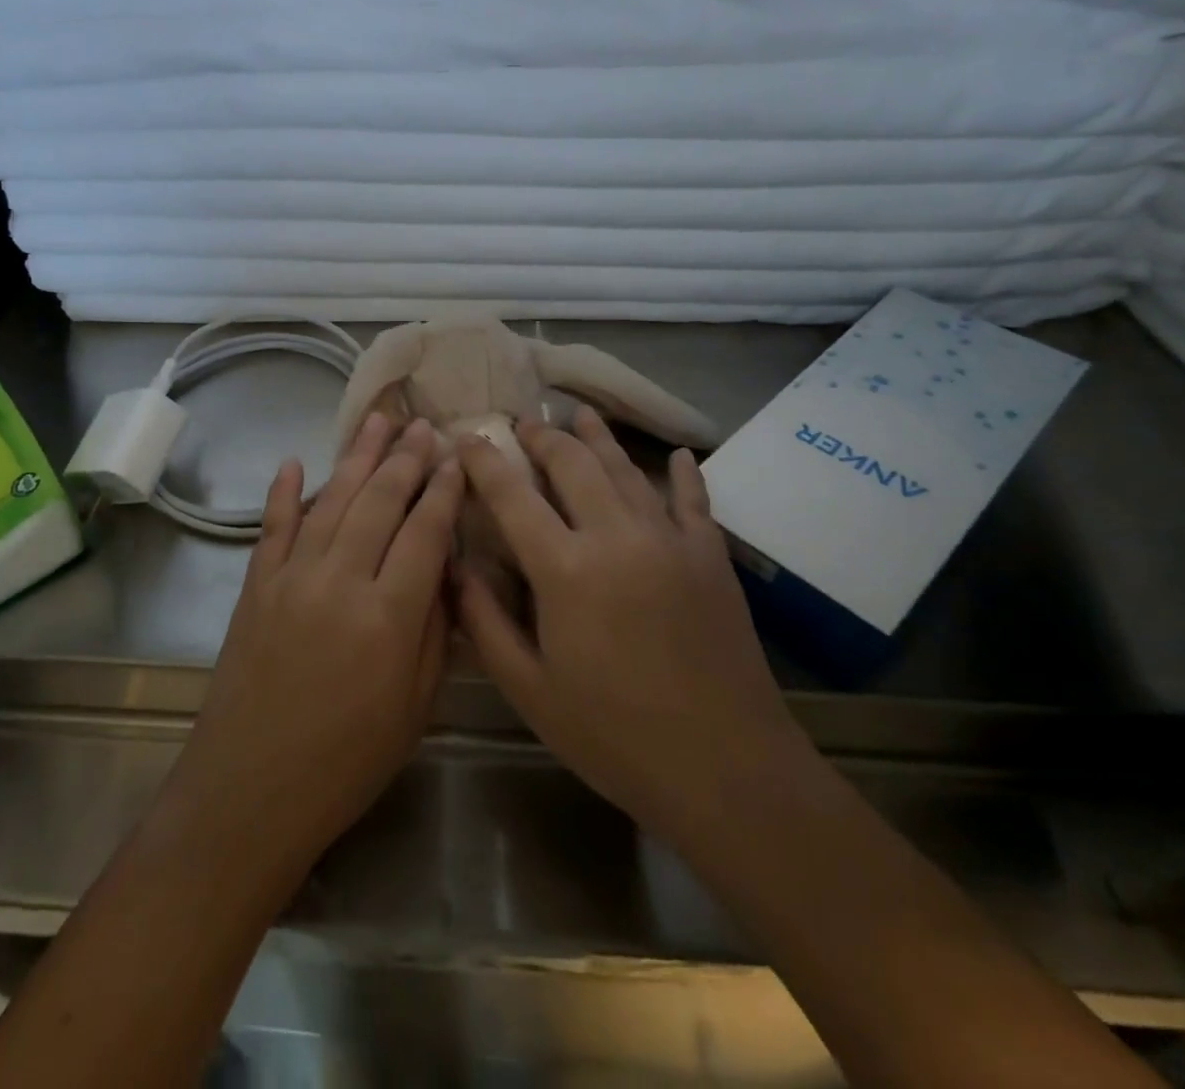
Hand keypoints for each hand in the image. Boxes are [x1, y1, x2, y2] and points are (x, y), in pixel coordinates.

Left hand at [166, 414, 461, 873]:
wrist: (249, 790)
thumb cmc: (346, 763)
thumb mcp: (414, 708)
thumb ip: (433, 631)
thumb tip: (443, 569)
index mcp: (388, 616)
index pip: (424, 532)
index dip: (444, 490)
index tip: (458, 456)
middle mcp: (339, 581)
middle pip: (379, 502)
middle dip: (405, 459)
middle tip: (423, 424)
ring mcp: (291, 578)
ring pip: (331, 501)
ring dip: (357, 458)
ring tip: (378, 422)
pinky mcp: (255, 586)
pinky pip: (272, 527)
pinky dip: (283, 492)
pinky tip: (296, 462)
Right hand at [456, 408, 811, 849]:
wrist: (728, 770)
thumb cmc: (614, 735)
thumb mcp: (529, 689)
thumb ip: (485, 620)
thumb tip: (455, 565)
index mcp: (564, 568)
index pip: (512, 495)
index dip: (484, 461)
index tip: (466, 438)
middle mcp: (615, 536)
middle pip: (572, 464)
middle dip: (542, 437)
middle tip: (523, 424)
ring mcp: (670, 540)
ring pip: (626, 469)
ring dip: (597, 438)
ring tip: (579, 414)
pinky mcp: (711, 556)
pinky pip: (693, 500)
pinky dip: (682, 473)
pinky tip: (678, 454)